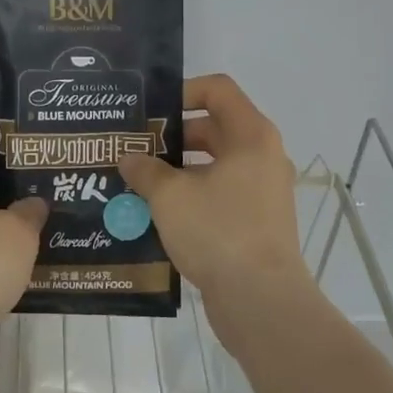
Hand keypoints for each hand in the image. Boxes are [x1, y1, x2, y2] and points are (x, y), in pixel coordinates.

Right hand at [118, 74, 310, 311]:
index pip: (218, 89)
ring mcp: (263, 191)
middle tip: (136, 146)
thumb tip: (129, 158)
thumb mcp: (170, 195)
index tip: (152, 111)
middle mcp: (263, 156)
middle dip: (173, 135)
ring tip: (140, 179)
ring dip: (179, 168)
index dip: (183, 91)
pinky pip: (221, 193)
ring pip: (215, 163)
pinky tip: (158, 211)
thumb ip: (145, 170)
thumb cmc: (218, 232)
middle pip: (214, 126)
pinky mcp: (258, 221)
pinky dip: (193, 194)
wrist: (261, 302)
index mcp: (250, 136)